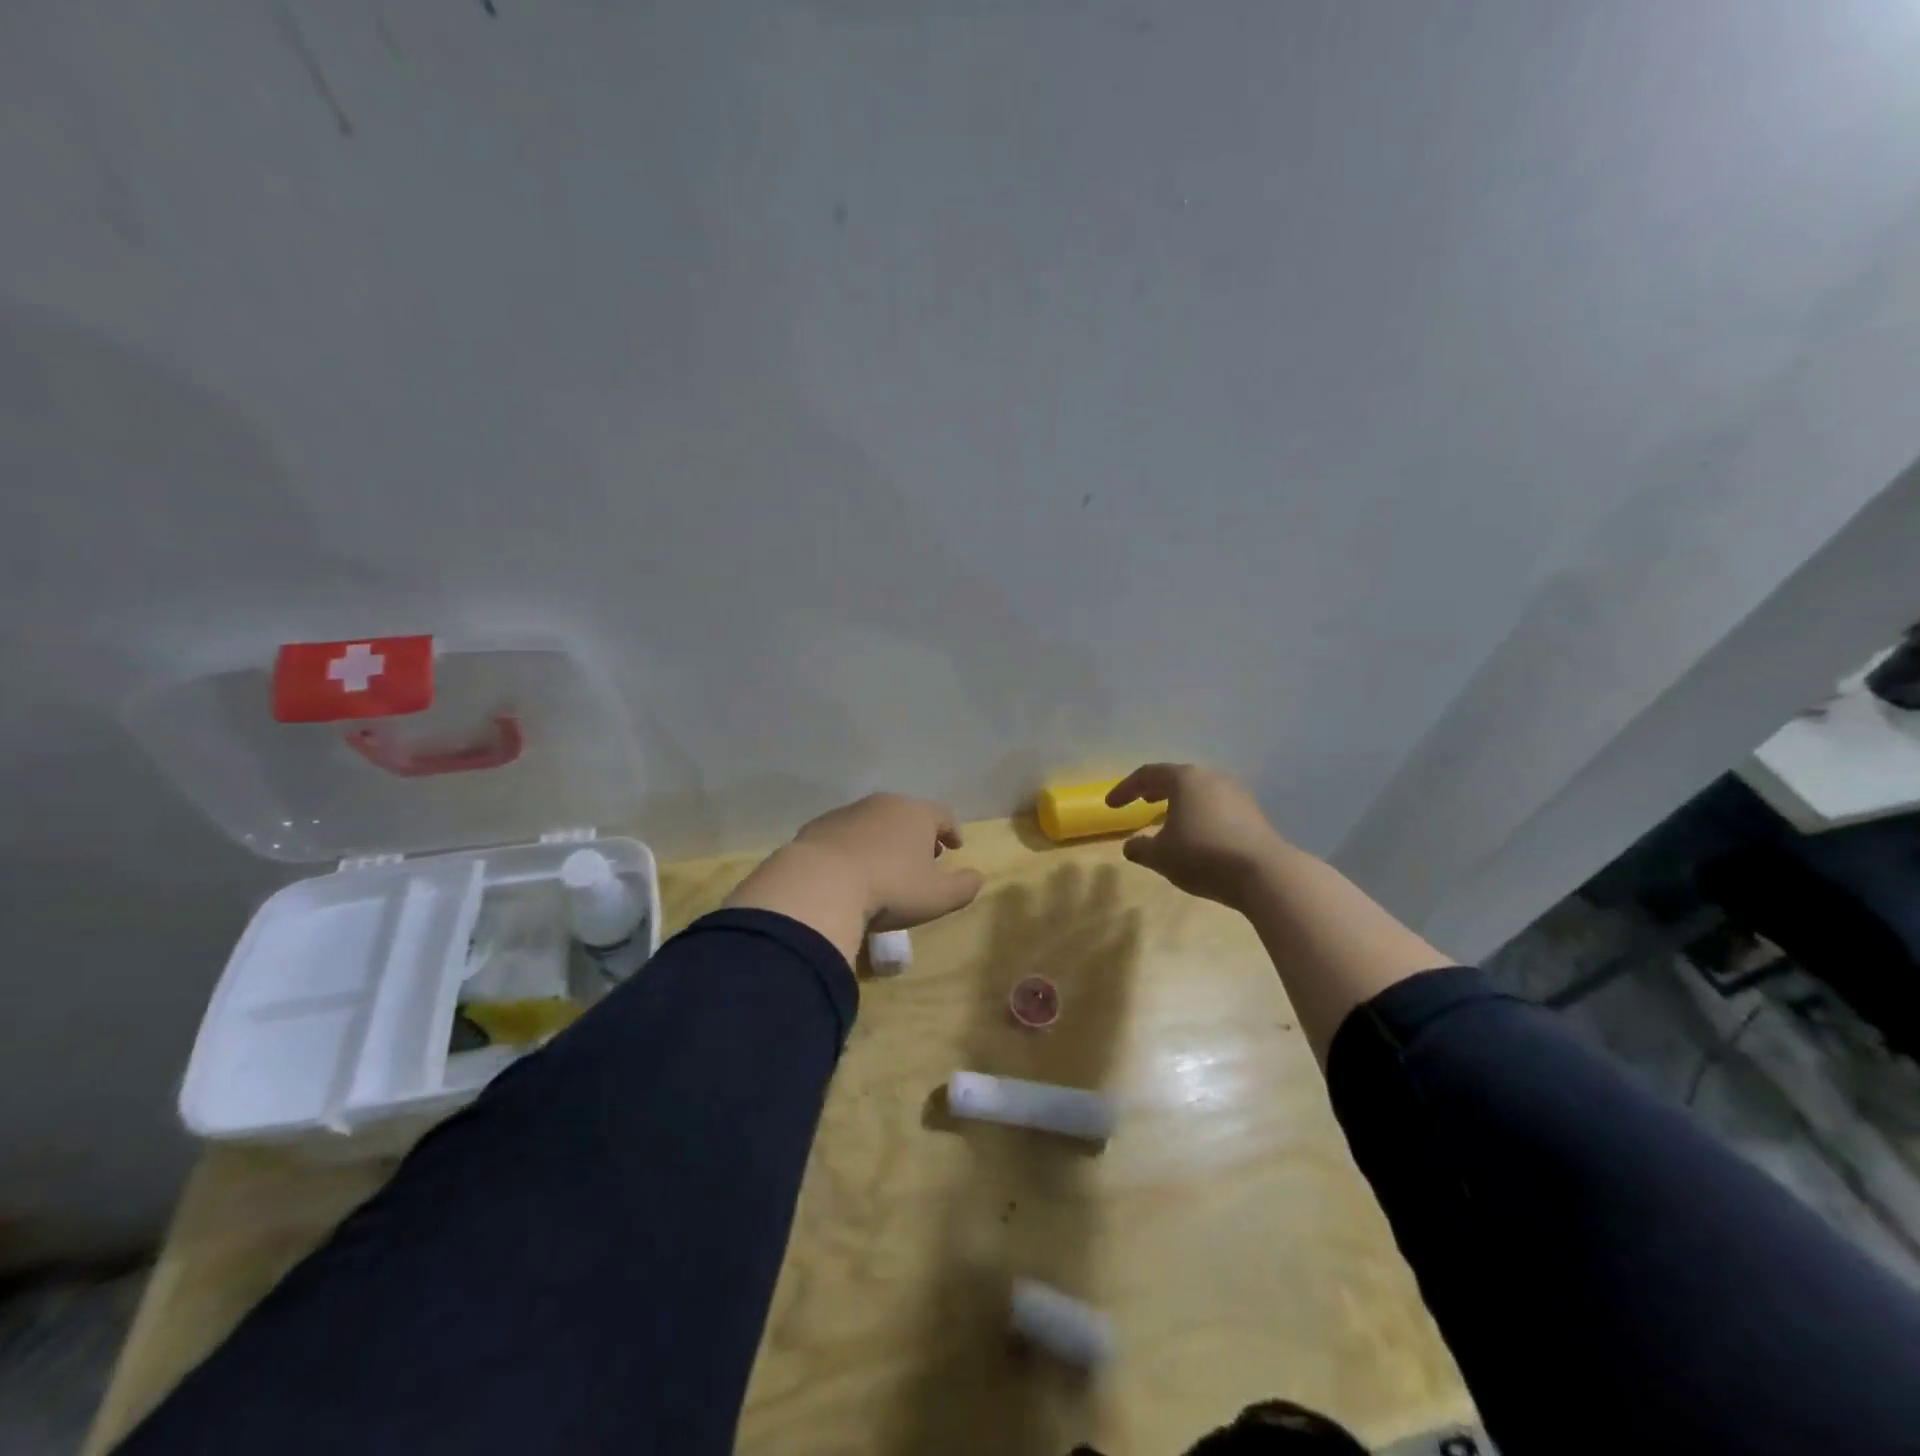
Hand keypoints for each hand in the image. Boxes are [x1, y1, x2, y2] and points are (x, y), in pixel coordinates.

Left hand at [791, 793, 984, 929]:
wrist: (820, 883)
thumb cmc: (890, 888)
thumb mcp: (938, 897)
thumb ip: (964, 887)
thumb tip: (978, 878)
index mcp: (917, 814)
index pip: (943, 814)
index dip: (952, 830)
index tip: (954, 847)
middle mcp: (884, 804)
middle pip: (908, 814)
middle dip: (917, 834)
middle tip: (921, 858)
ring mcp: (848, 812)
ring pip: (875, 821)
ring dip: (884, 839)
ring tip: (885, 866)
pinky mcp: (819, 826)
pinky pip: (845, 834)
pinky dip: (854, 846)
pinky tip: (850, 870)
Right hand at [1107, 763, 1286, 908]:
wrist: (1265, 873)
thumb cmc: (1203, 856)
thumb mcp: (1160, 856)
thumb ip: (1140, 848)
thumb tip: (1131, 845)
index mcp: (1184, 779)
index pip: (1147, 774)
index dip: (1125, 789)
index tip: (1111, 805)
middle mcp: (1210, 777)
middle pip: (1175, 778)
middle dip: (1153, 790)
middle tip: (1139, 801)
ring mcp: (1235, 792)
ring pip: (1198, 791)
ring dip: (1177, 802)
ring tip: (1166, 818)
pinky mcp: (1252, 812)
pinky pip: (1215, 804)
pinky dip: (1198, 812)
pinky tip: (1195, 833)